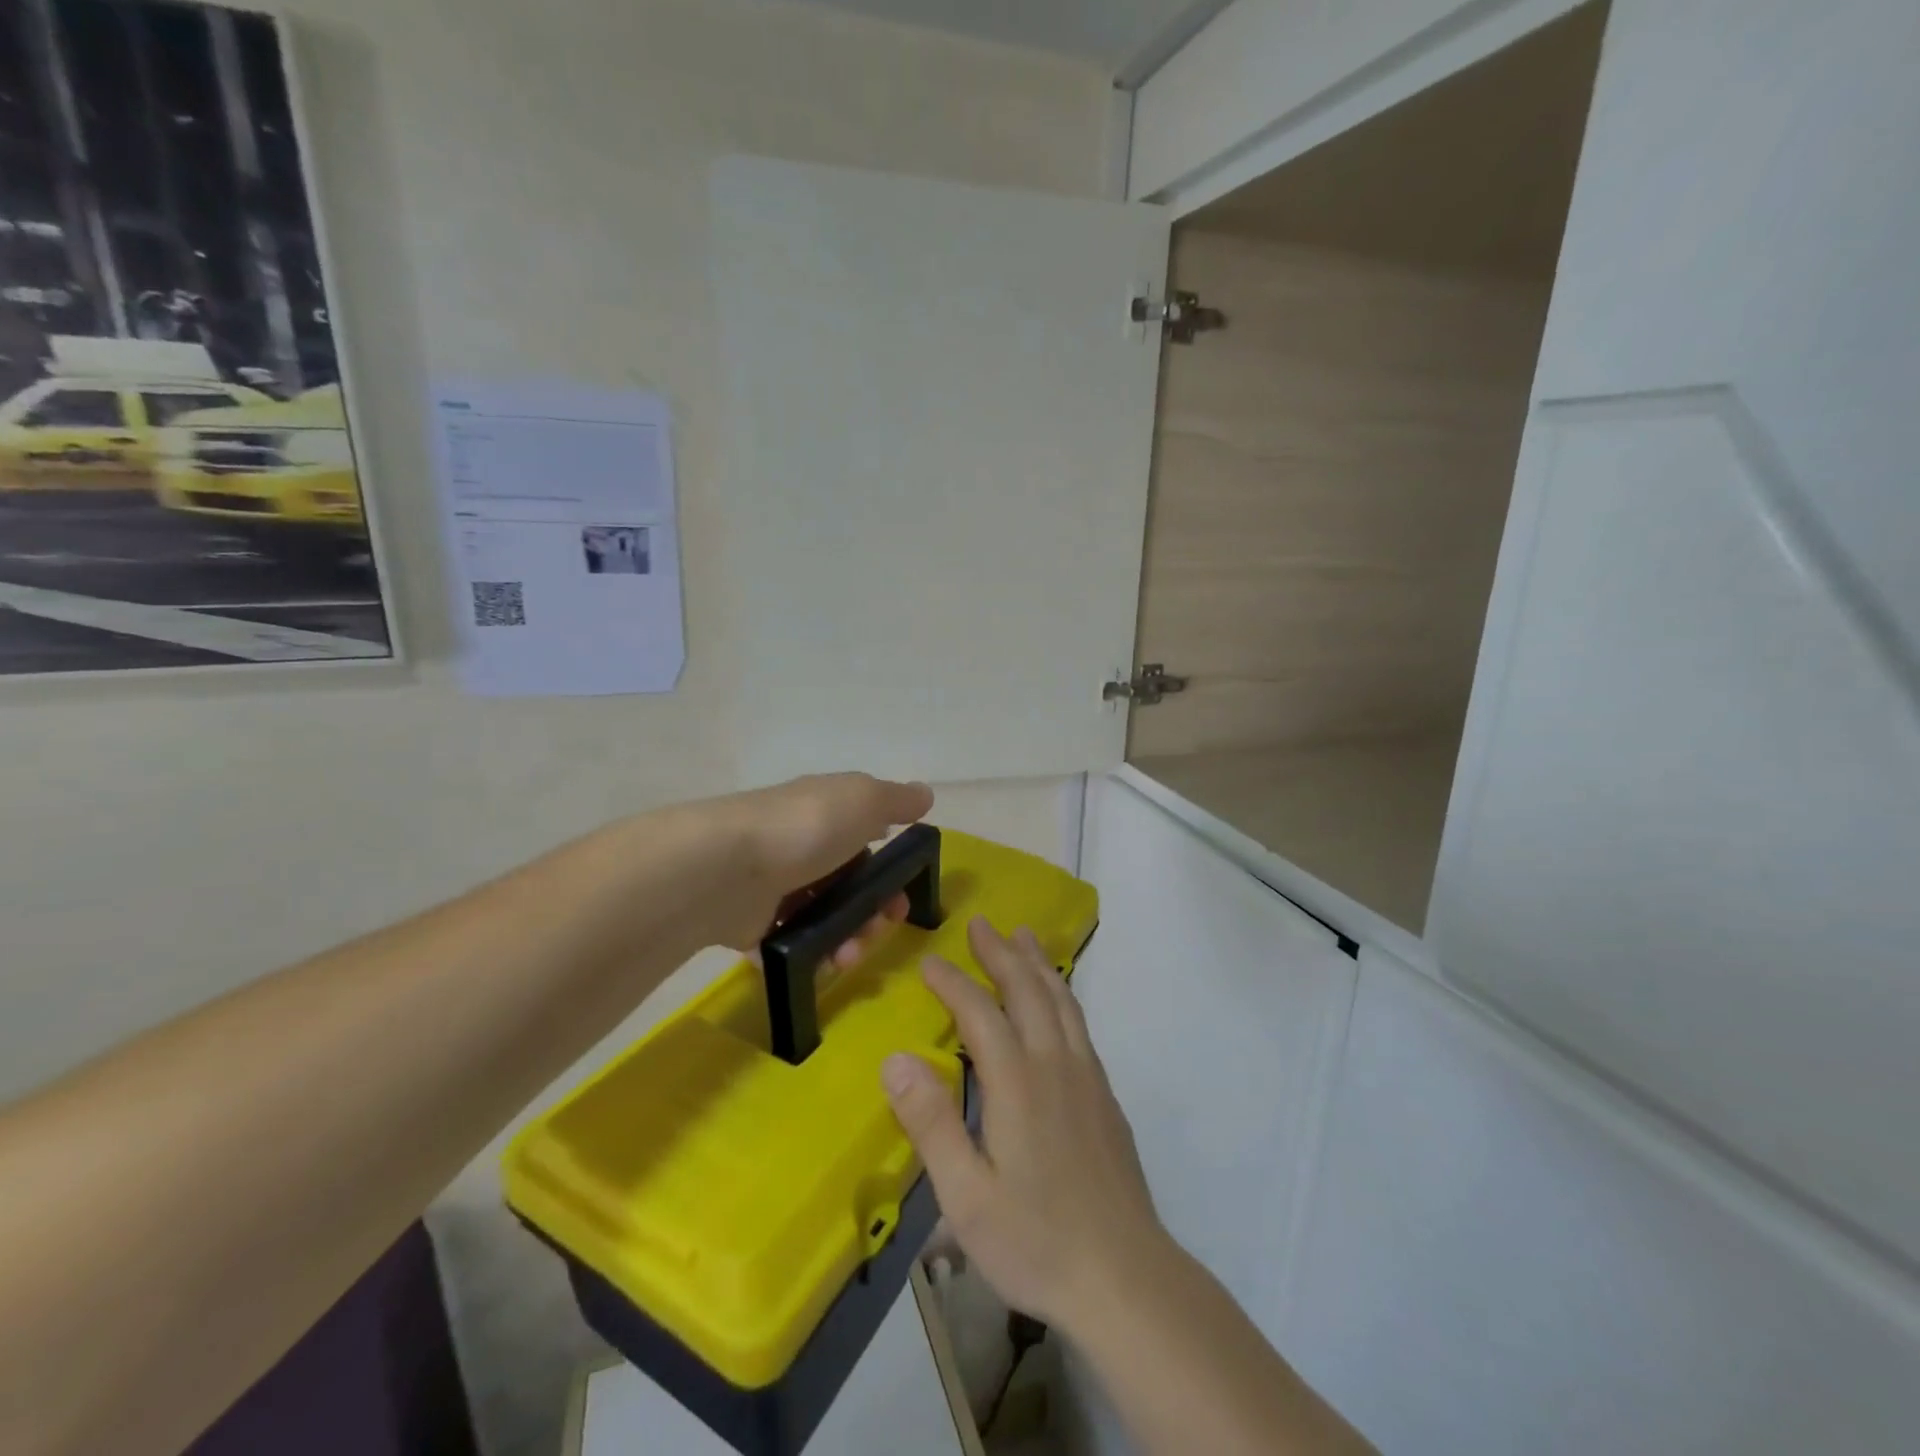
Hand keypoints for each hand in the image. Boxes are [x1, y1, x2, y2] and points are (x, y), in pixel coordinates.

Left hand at [698, 773, 934, 958]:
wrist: (726, 867)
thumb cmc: (807, 827)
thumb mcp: (863, 799)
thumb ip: (896, 799)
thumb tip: (925, 793)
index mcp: (826, 813)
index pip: (865, 839)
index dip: (889, 871)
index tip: (903, 897)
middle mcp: (800, 846)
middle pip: (847, 886)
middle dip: (871, 915)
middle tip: (876, 933)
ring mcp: (773, 884)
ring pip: (823, 919)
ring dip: (845, 940)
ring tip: (844, 957)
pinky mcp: (750, 922)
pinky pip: (789, 944)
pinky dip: (807, 956)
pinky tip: (817, 963)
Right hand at [883, 919, 1172, 1333]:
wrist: (1125, 1276)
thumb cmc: (1036, 1240)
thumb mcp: (966, 1197)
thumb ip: (931, 1123)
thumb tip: (895, 1058)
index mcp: (1016, 1083)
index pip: (979, 1013)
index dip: (953, 982)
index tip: (929, 960)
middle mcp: (1054, 1064)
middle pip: (1027, 990)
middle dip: (1001, 953)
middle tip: (981, 923)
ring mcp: (1086, 1077)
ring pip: (1060, 1000)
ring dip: (1038, 963)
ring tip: (1023, 935)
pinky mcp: (1105, 1096)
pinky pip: (1079, 1023)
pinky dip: (1062, 994)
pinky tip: (1058, 999)